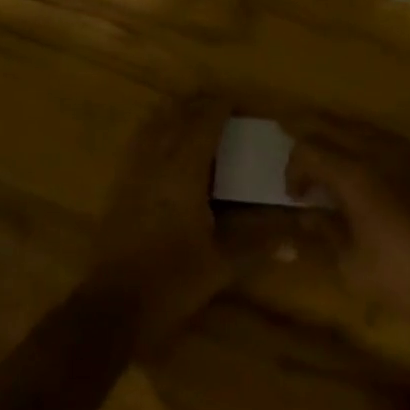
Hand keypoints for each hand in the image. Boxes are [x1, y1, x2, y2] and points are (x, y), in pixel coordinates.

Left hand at [90, 95, 296, 352]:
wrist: (112, 306)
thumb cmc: (171, 281)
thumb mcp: (220, 265)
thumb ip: (258, 246)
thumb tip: (297, 244)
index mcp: (184, 169)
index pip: (205, 120)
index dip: (222, 105)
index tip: (241, 103)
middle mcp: (158, 158)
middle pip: (178, 113)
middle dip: (200, 103)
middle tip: (223, 108)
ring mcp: (134, 169)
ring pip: (155, 121)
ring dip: (177, 112)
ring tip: (197, 116)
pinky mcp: (120, 183)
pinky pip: (141, 139)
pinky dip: (157, 129)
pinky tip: (167, 145)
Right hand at [285, 115, 409, 335]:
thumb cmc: (401, 275)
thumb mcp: (351, 264)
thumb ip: (324, 231)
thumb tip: (305, 216)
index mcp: (353, 174)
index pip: (309, 150)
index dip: (294, 167)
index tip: (294, 195)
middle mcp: (374, 151)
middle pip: (330, 125)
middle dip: (306, 127)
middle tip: (286, 128)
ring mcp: (399, 151)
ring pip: (355, 125)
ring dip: (333, 129)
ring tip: (319, 142)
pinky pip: (378, 133)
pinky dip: (358, 136)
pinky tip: (356, 152)